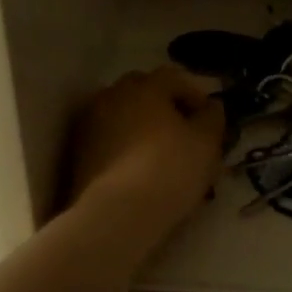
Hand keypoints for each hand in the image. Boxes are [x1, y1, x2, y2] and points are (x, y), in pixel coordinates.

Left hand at [68, 67, 225, 233]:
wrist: (118, 214)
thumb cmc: (170, 169)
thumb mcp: (206, 143)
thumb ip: (212, 118)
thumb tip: (211, 107)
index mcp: (144, 86)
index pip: (174, 78)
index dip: (195, 96)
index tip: (209, 121)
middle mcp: (112, 96)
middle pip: (144, 93)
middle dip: (165, 108)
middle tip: (184, 134)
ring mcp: (90, 124)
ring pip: (124, 117)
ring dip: (142, 128)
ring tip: (161, 156)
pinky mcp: (78, 153)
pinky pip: (109, 140)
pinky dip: (125, 148)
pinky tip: (139, 171)